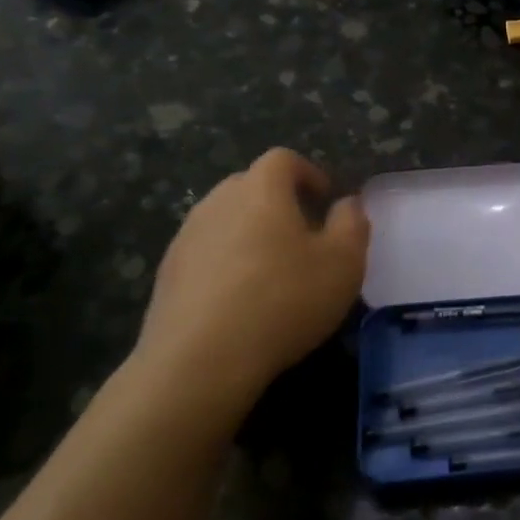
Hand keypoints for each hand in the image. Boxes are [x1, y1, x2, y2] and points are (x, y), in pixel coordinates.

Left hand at [134, 148, 369, 419]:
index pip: (283, 159)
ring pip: (226, 220)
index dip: (308, 173)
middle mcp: (218, 202)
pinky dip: (226, 263)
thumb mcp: (343, 263)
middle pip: (250, 186)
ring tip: (273, 270)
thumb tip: (346, 204)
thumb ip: (352, 224)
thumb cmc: (284, 300)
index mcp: (261, 190)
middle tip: (305, 234)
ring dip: (251, 233)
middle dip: (279, 201)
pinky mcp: (167, 274)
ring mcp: (186, 237)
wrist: (200, 360)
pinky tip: (241, 300)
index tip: (326, 199)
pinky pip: (205, 253)